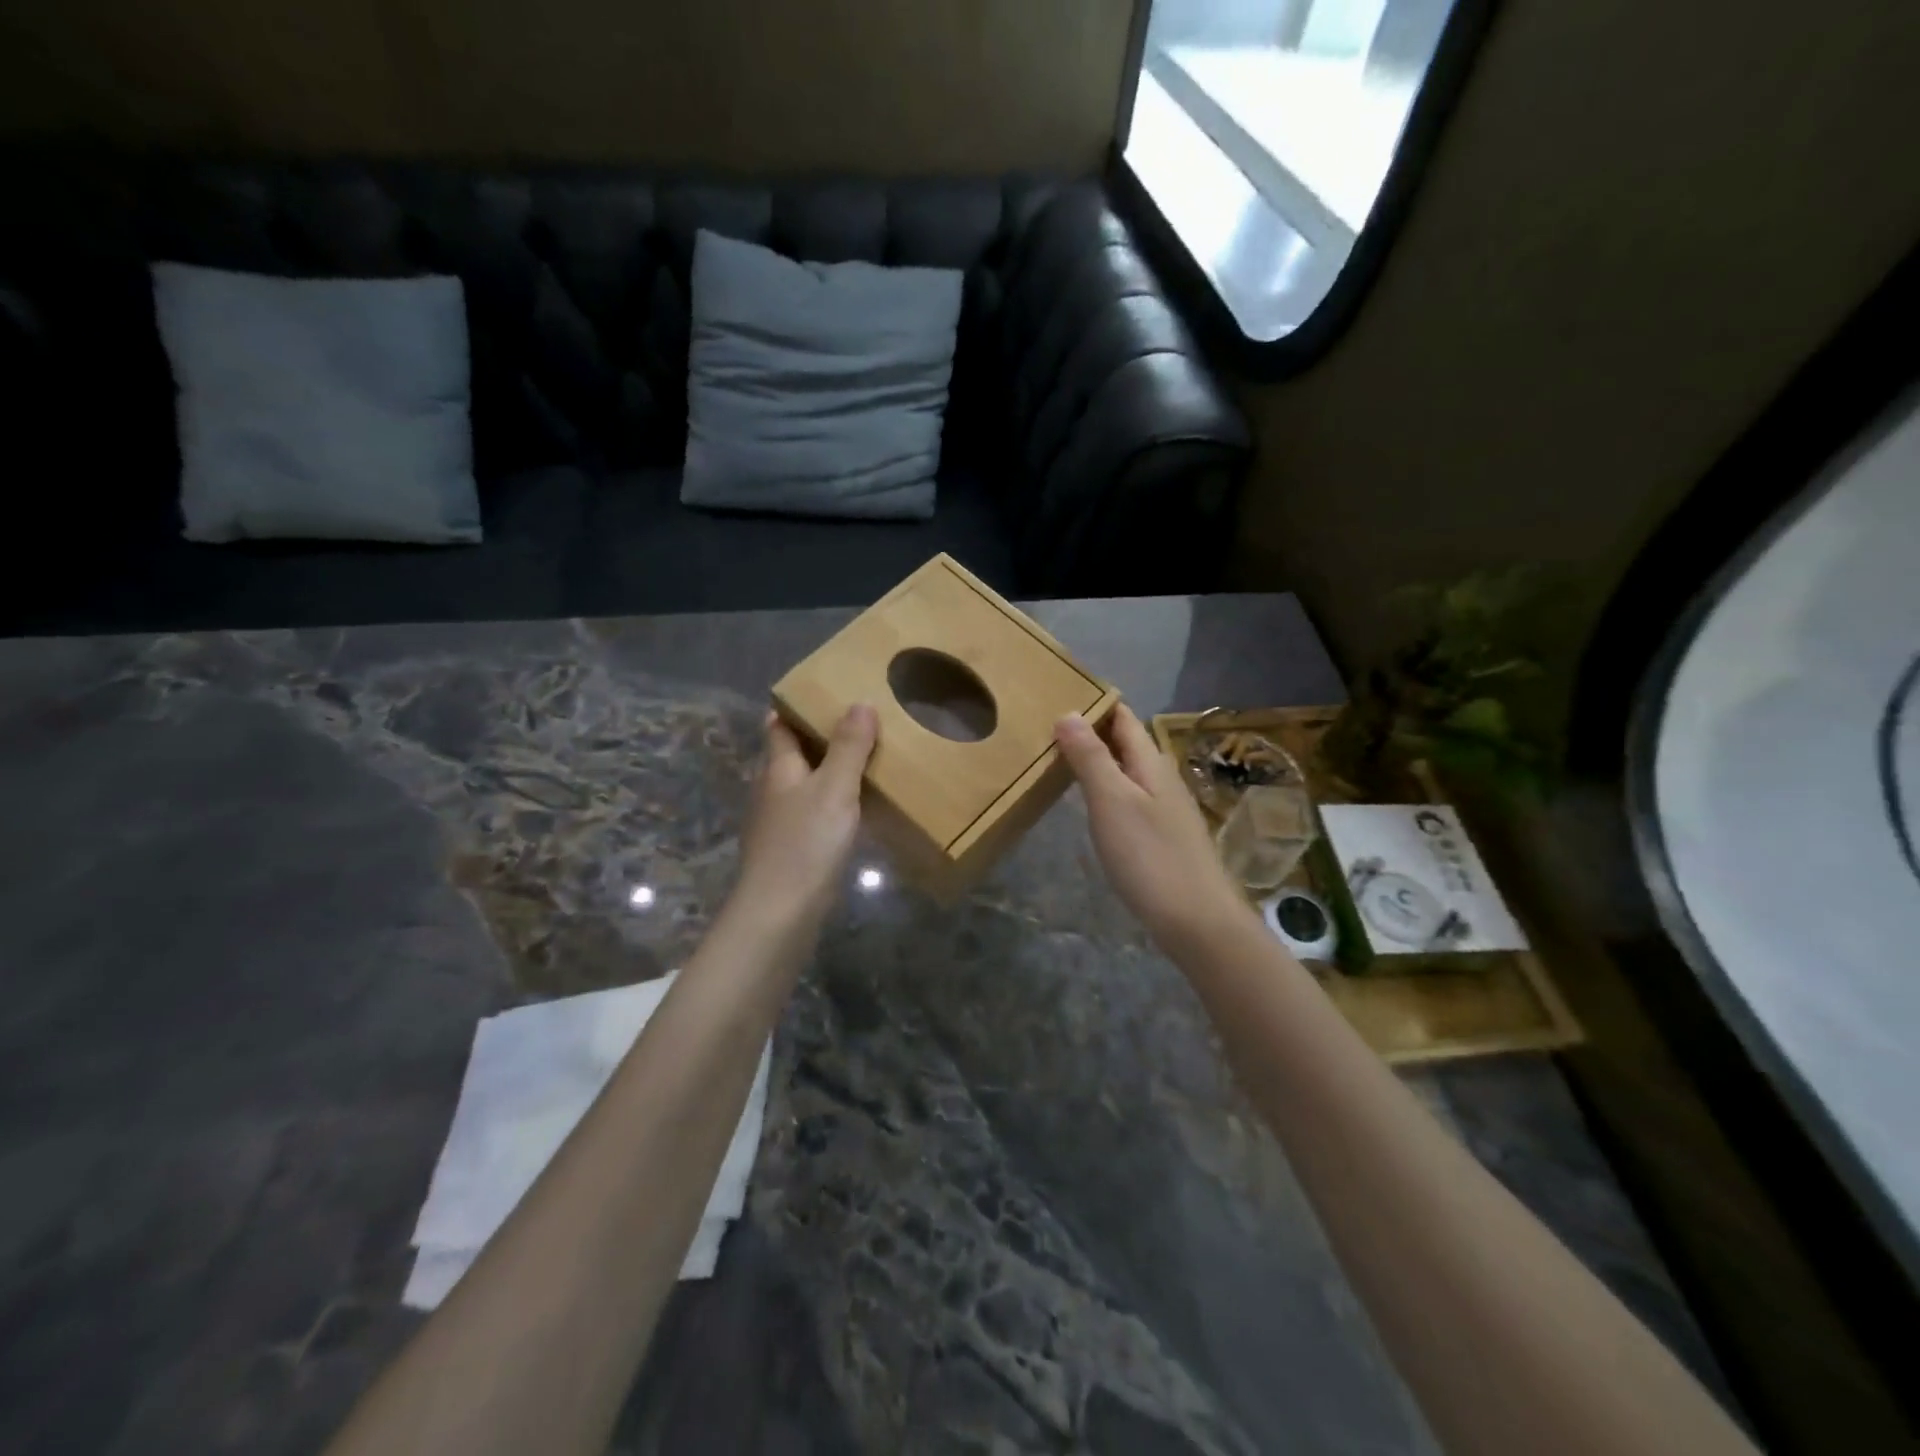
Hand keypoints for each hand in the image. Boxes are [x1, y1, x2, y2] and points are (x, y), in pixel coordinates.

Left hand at [733, 704, 877, 929]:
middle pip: (791, 753)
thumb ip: (849, 746)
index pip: (779, 725)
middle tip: (858, 722)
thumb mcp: (835, 788)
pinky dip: (830, 802)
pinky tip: (854, 809)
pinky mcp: (789, 848)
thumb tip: (860, 703)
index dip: (796, 706)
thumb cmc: (807, 841)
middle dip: (818, 737)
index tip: (824, 693)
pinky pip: (811, 812)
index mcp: (777, 767)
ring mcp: (777, 821)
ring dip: (827, 771)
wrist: (781, 910)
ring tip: (864, 760)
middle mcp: (771, 789)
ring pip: (802, 784)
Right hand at [1054, 704, 1248, 953]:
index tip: (1059, 693)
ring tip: (1060, 761)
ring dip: (1098, 762)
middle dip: (1092, 731)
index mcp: (1151, 762)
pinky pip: (1130, 799)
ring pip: (1128, 772)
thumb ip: (1091, 757)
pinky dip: (1106, 791)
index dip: (1095, 704)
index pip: (1123, 718)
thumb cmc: (1149, 855)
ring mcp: (1165, 810)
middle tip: (1047, 727)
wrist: (1196, 920)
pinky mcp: (1163, 837)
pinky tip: (1091, 806)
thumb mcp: (1111, 801)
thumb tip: (1069, 713)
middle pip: (1126, 743)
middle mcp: (1161, 779)